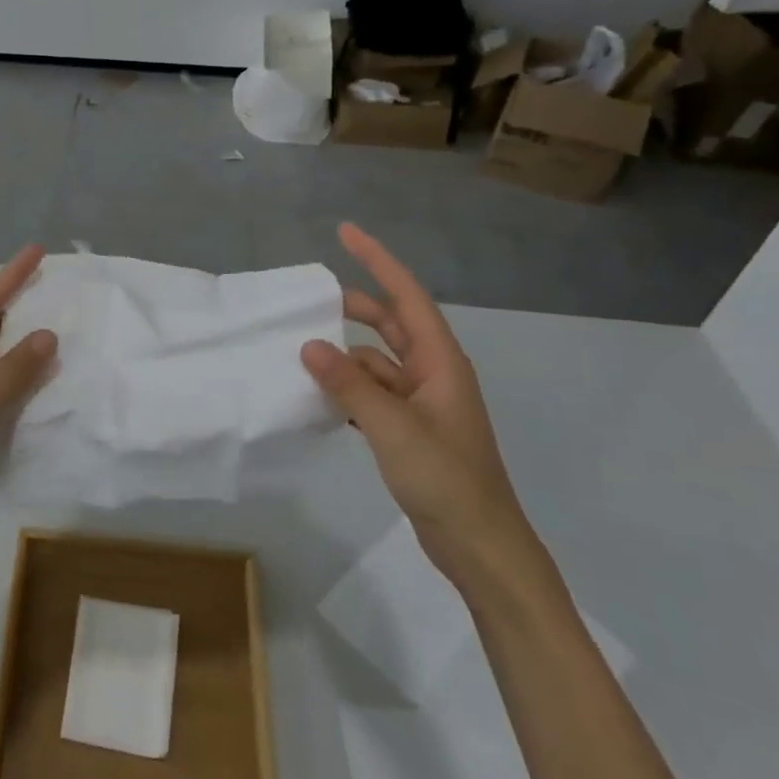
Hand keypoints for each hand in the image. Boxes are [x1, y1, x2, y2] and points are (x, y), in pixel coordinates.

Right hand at [300, 224, 542, 595]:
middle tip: (307, 301)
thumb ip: (349, 385)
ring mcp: (421, 403)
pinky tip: (317, 396)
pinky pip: (370, 394)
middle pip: (389, 324)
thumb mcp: (393, 427)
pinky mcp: (409, 430)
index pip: (406, 296)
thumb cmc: (446, 479)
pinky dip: (346, 389)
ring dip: (343, 357)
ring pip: (375, 363)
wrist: (480, 545)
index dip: (377, 261)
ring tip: (299, 355)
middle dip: (352, 308)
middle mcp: (432, 374)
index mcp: (440, 362)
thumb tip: (309, 344)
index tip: (345, 233)